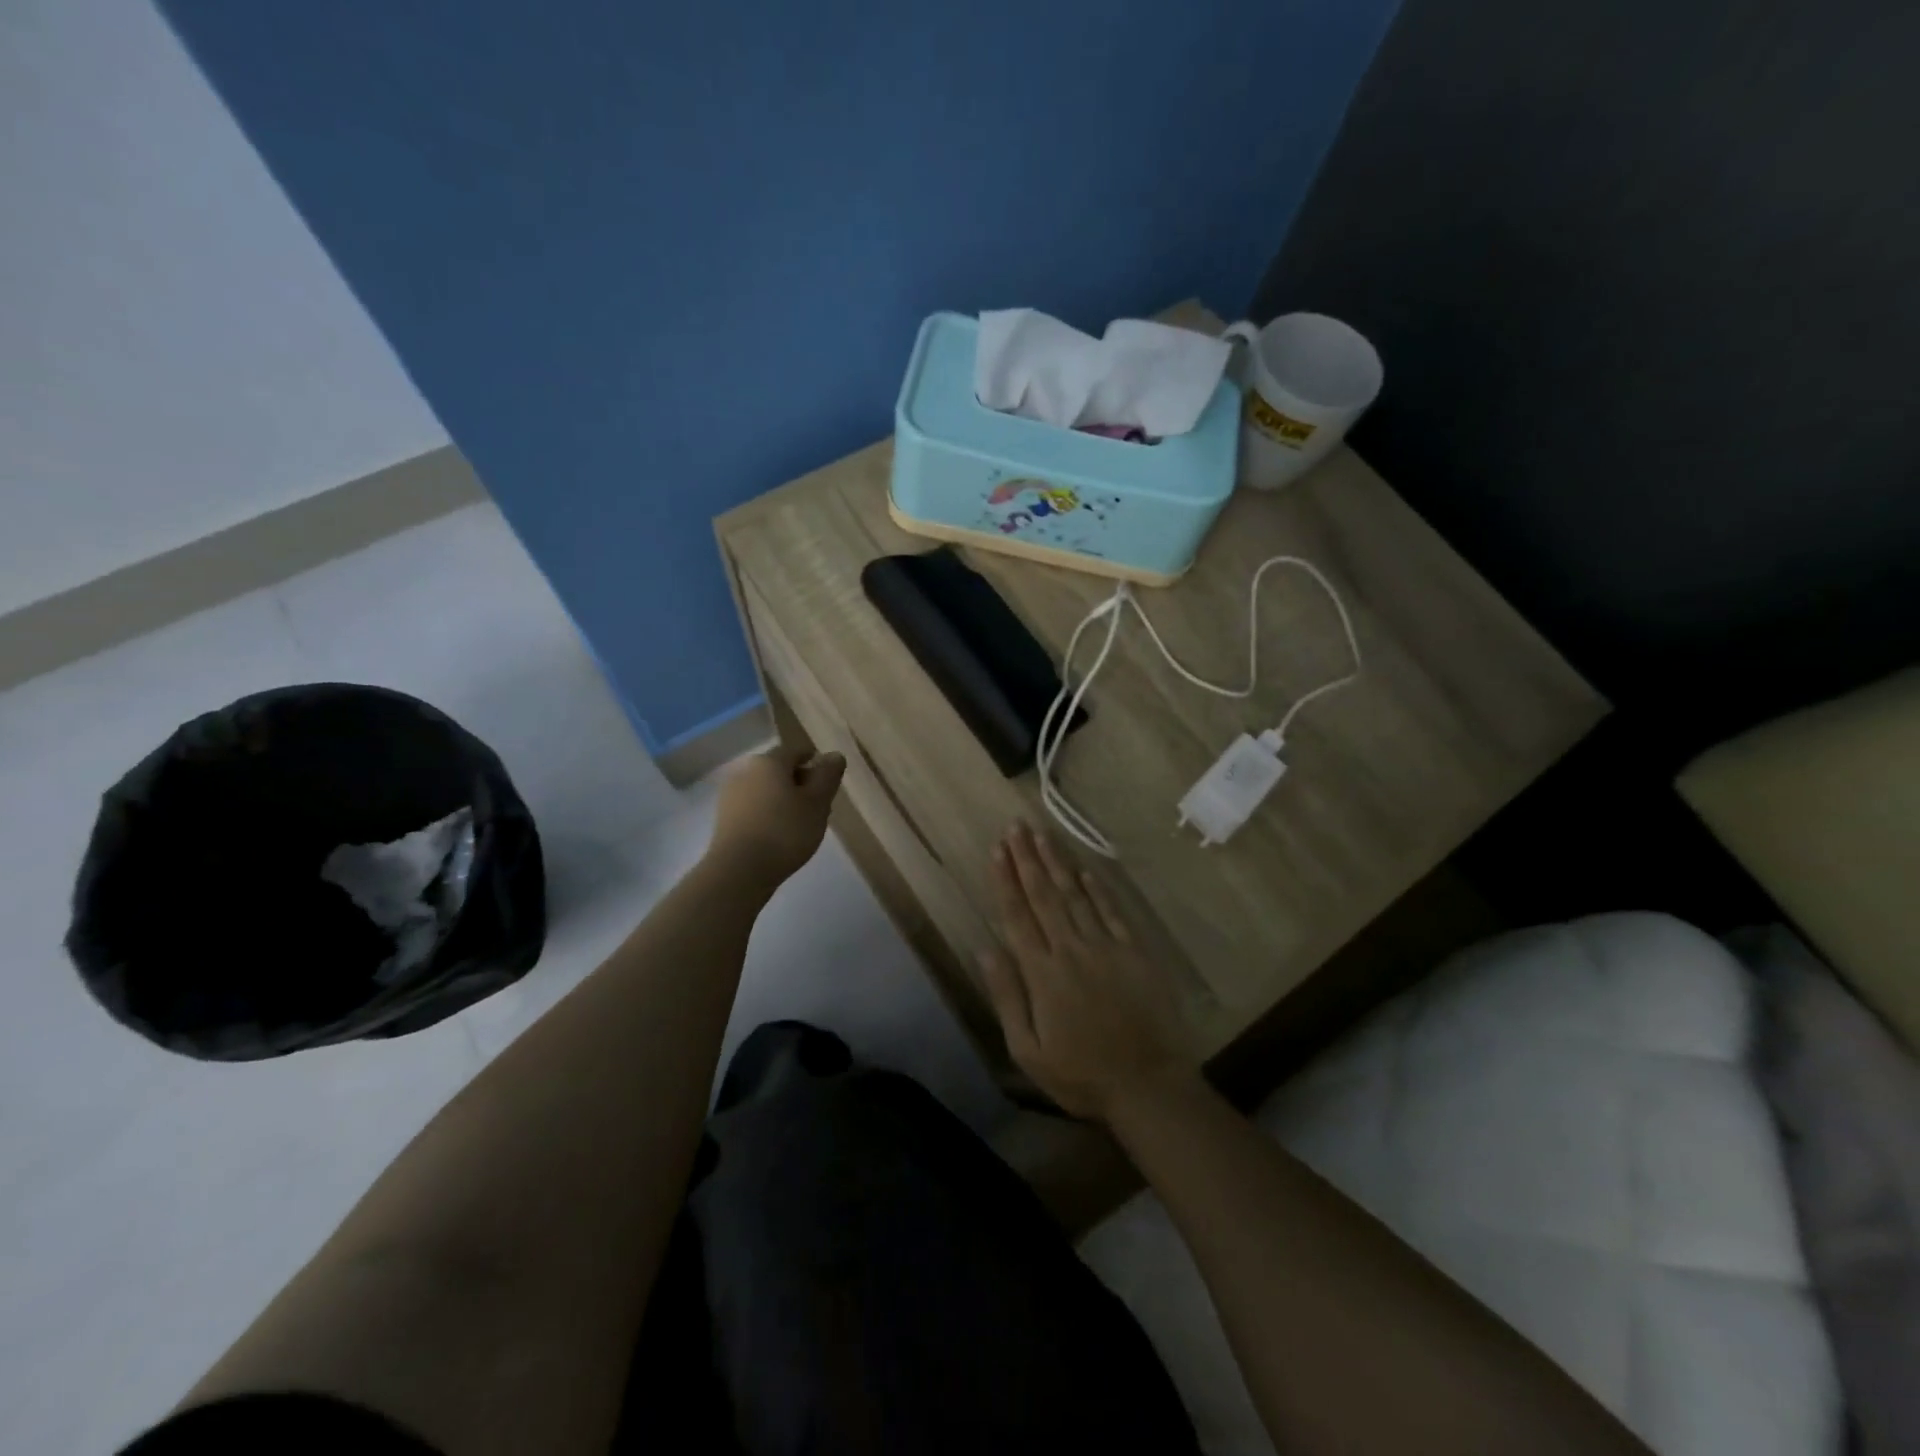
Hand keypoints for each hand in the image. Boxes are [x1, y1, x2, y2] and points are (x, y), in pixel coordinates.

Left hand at [707, 745, 845, 890]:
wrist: (739, 871)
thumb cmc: (785, 831)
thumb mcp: (817, 803)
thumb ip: (828, 776)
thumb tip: (834, 755)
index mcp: (769, 761)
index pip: (797, 751)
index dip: (816, 763)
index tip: (829, 784)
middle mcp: (745, 771)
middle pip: (780, 770)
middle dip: (801, 783)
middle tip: (820, 807)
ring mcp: (731, 795)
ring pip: (767, 789)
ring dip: (785, 800)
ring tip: (802, 824)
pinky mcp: (725, 818)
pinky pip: (754, 807)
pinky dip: (770, 814)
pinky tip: (780, 835)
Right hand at [978, 822, 1195, 1122]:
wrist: (1148, 1085)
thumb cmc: (1081, 1074)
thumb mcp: (1028, 1050)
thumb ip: (1007, 996)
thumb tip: (986, 950)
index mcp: (1042, 973)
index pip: (1018, 916)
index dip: (1006, 880)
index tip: (997, 849)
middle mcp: (1071, 949)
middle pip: (1044, 896)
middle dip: (1027, 859)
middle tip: (1016, 826)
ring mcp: (1106, 947)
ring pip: (1075, 895)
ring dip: (1057, 863)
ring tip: (1042, 834)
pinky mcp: (1135, 952)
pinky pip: (1112, 912)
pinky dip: (1098, 888)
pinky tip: (1085, 868)